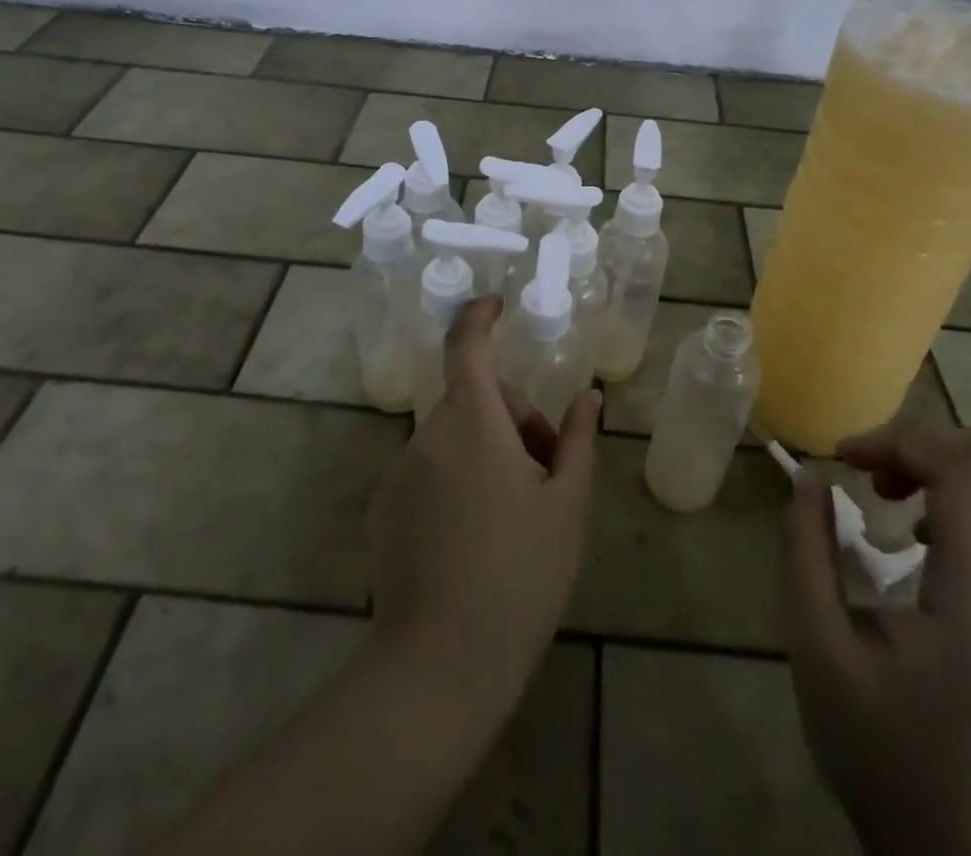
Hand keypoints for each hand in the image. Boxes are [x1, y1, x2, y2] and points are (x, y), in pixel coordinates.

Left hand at [368, 296, 599, 725]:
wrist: (439, 665)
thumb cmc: (519, 576)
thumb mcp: (566, 506)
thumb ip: (575, 441)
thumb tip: (587, 398)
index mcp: (473, 423)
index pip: (467, 346)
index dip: (479, 316)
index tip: (496, 305)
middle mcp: (427, 435)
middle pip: (473, 400)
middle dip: (513, 417)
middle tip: (548, 469)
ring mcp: (400, 473)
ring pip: (452, 436)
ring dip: (486, 450)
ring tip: (518, 511)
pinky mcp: (383, 509)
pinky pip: (428, 470)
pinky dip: (456, 477)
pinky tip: (476, 537)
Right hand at [783, 425, 970, 855]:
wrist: (949, 850)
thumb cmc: (876, 750)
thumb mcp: (818, 650)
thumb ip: (807, 554)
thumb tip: (808, 479)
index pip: (966, 475)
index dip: (900, 442)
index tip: (841, 457)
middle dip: (918, 444)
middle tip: (861, 466)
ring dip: (934, 468)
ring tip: (878, 491)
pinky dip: (950, 498)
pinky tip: (908, 532)